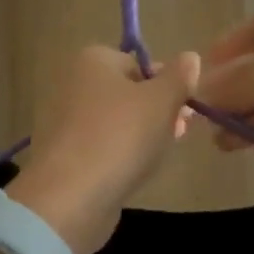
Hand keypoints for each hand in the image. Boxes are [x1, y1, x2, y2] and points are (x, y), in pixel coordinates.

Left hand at [9, 46, 199, 253]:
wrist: (71, 196)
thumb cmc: (120, 136)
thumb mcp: (162, 100)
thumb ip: (179, 77)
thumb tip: (190, 57)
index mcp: (92, 60)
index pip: (140, 64)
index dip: (167, 86)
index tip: (185, 110)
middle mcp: (73, 83)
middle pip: (129, 93)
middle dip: (159, 113)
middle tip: (179, 134)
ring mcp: (64, 121)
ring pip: (117, 122)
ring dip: (143, 136)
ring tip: (159, 156)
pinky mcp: (63, 155)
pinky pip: (102, 147)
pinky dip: (120, 156)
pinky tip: (135, 172)